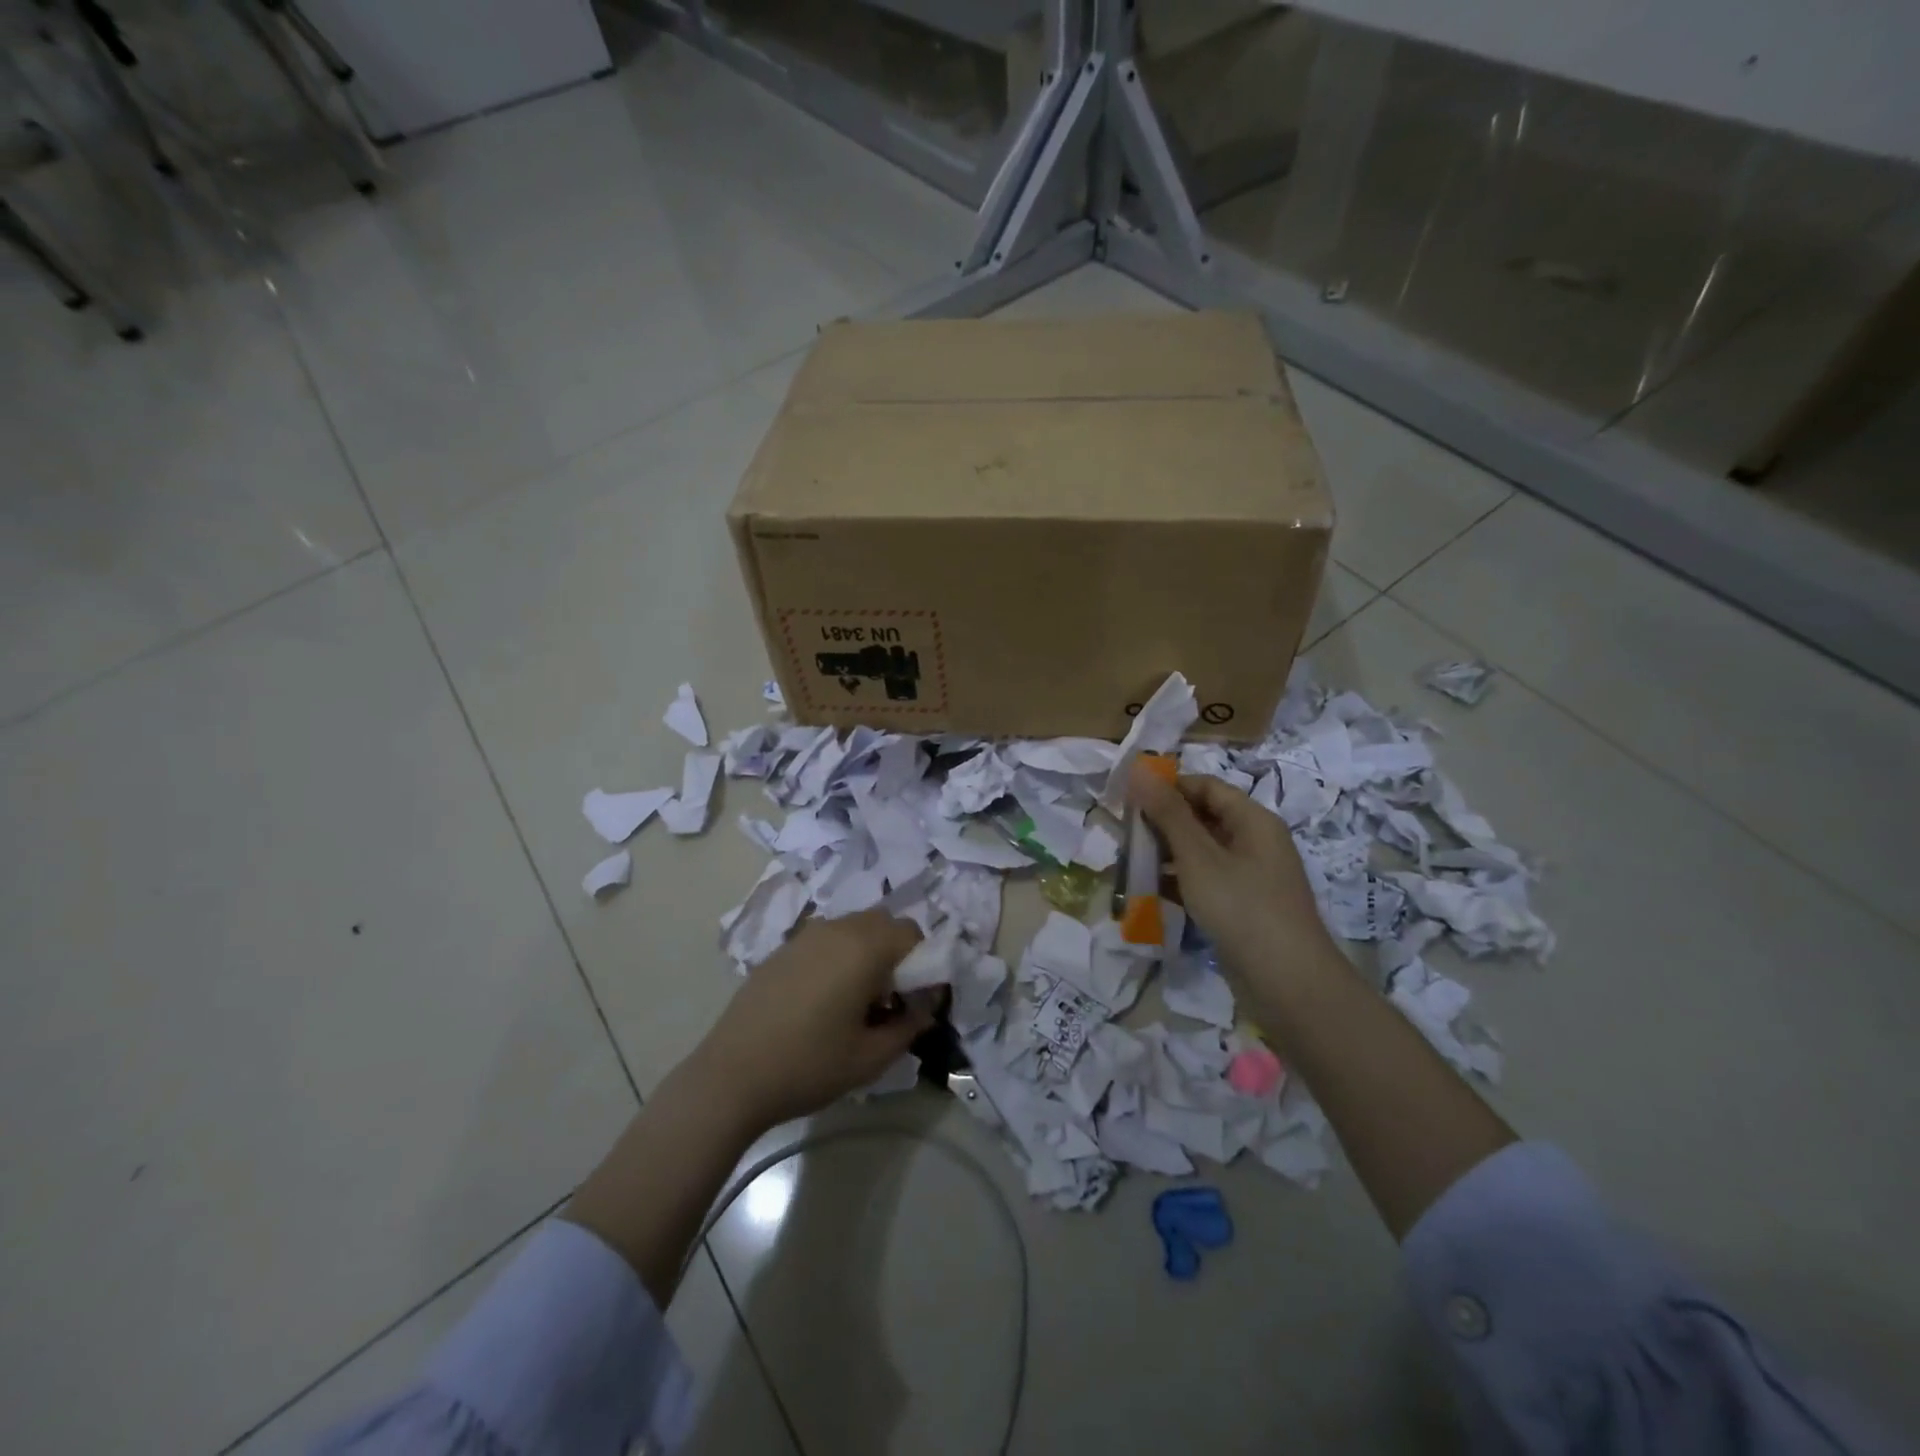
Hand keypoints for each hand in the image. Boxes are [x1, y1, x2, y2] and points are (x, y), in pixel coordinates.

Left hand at [688, 911, 932, 1130]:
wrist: (730, 1077)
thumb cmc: (809, 1066)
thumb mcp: (871, 1058)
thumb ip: (909, 1026)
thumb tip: (925, 1008)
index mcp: (864, 947)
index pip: (912, 934)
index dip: (923, 964)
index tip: (914, 1002)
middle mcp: (837, 929)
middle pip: (883, 924)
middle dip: (896, 954)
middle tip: (888, 1000)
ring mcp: (805, 936)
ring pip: (853, 928)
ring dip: (867, 953)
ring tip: (855, 1002)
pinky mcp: (782, 949)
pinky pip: (826, 940)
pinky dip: (839, 957)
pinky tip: (822, 1000)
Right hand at [1127, 761, 1337, 987]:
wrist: (1287, 983)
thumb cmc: (1242, 908)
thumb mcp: (1198, 857)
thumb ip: (1167, 813)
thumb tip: (1138, 768)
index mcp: (1253, 821)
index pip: (1206, 786)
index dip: (1168, 787)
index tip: (1128, 798)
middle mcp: (1255, 842)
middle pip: (1203, 818)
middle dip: (1162, 822)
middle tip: (1124, 833)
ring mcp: (1251, 877)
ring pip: (1202, 852)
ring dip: (1166, 854)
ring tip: (1130, 861)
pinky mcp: (1243, 907)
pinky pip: (1206, 881)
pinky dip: (1179, 882)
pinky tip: (1150, 892)